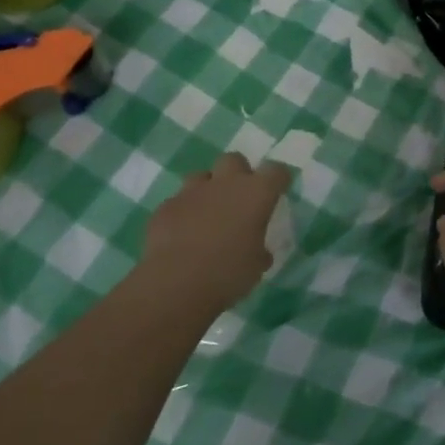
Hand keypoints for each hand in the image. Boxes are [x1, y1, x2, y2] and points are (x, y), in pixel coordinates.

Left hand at [140, 153, 292, 315]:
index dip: (278, 179)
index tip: (278, 190)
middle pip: (234, 160)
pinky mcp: (166, 207)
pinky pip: (178, 202)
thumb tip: (259, 252)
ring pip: (202, 176)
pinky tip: (182, 234)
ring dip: (208, 190)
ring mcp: (192, 192)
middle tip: (239, 199)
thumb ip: (260, 252)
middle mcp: (225, 184)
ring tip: (208, 215)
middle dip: (238, 174)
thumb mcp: (255, 267)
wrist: (174, 284)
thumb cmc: (227, 274)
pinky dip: (184, 213)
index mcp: (256, 194)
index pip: (276, 171)